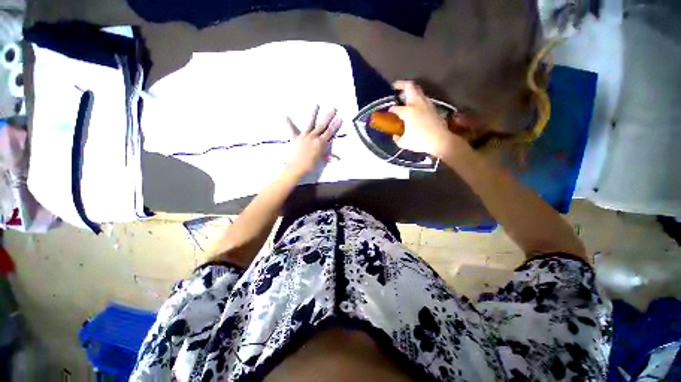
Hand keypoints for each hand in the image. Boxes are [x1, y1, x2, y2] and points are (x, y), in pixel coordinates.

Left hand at [285, 106, 341, 178]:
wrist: (296, 168)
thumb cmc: (310, 166)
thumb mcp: (320, 161)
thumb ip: (328, 157)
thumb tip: (336, 159)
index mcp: (321, 143)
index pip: (330, 132)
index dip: (336, 125)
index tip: (339, 118)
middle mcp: (313, 137)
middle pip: (322, 125)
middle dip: (329, 117)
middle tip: (333, 108)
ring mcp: (304, 136)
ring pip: (310, 123)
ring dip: (314, 114)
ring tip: (317, 105)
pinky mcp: (295, 137)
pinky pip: (292, 129)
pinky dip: (289, 123)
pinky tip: (286, 116)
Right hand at [389, 81, 459, 157]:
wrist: (440, 141)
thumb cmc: (420, 141)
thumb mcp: (404, 143)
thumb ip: (397, 138)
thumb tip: (395, 136)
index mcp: (408, 111)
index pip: (396, 108)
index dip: (391, 110)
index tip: (389, 112)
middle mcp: (417, 103)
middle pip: (410, 87)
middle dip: (401, 84)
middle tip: (395, 86)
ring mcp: (427, 104)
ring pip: (418, 91)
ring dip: (411, 91)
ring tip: (405, 96)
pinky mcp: (433, 108)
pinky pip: (423, 98)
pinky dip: (418, 98)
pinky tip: (415, 106)